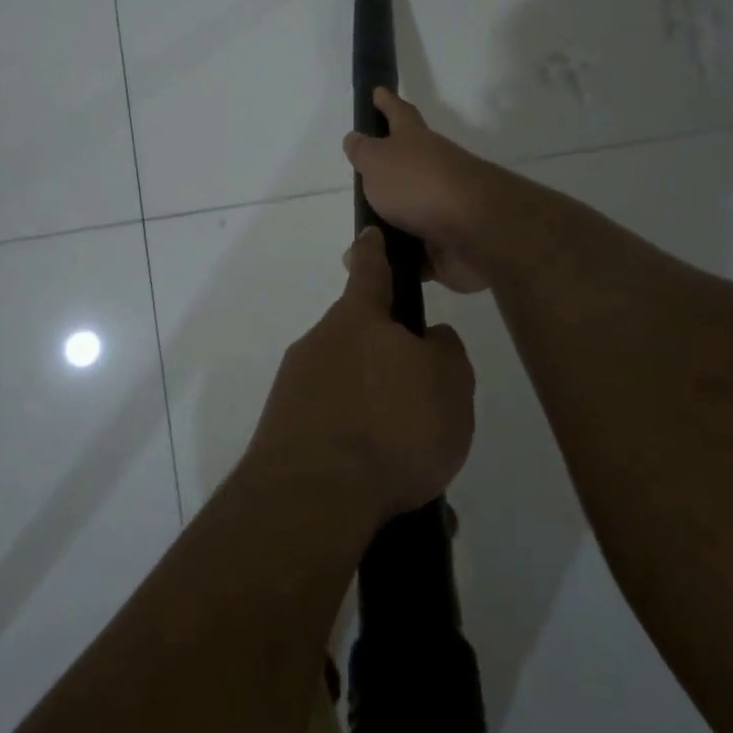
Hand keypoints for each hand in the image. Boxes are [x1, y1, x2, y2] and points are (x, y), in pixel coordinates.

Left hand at [243, 228, 475, 526]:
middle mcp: (320, 344)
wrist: (313, 497)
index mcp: (358, 319)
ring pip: (349, 392)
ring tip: (415, 467)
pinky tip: (385, 491)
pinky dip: (359, 451)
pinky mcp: (283, 433)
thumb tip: (428, 340)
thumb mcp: (449, 384)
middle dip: (388, 363)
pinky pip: (334, 432)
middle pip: (359, 339)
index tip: (370, 235)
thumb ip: (445, 351)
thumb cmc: (392, 426)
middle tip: (425, 405)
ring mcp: (295, 389)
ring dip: (379, 417)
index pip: (370, 269)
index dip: (375, 251)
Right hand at [343, 88, 498, 293]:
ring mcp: (441, 209)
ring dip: (385, 228)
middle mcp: (431, 170)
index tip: (378, 91)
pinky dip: (396, 261)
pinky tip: (375, 269)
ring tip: (358, 242)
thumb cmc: (419, 185)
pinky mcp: (445, 246)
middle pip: (405, 167)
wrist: (475, 231)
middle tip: (360, 182)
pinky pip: (413, 254)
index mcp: (415, 142)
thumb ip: (363, 152)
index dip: (387, 103)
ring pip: (406, 216)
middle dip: (385, 175)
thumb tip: (355, 138)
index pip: (399, 114)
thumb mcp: (378, 161)